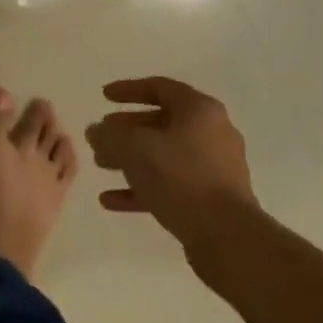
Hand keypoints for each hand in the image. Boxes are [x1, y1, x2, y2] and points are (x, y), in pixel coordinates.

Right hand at [85, 77, 257, 255]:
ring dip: (131, 158)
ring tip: (101, 165)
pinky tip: (111, 200)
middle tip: (100, 136)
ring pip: (164, 155)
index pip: (160, 87)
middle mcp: (212, 132)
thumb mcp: (134, 148)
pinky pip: (171, 184)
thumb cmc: (180, 177)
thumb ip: (109, 135)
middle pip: (162, 122)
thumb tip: (96, 130)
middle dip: (126, 129)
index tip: (103, 97)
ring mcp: (214, 167)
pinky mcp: (211, 198)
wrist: (226, 234)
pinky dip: (143, 187)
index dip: (128, 89)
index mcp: (199, 110)